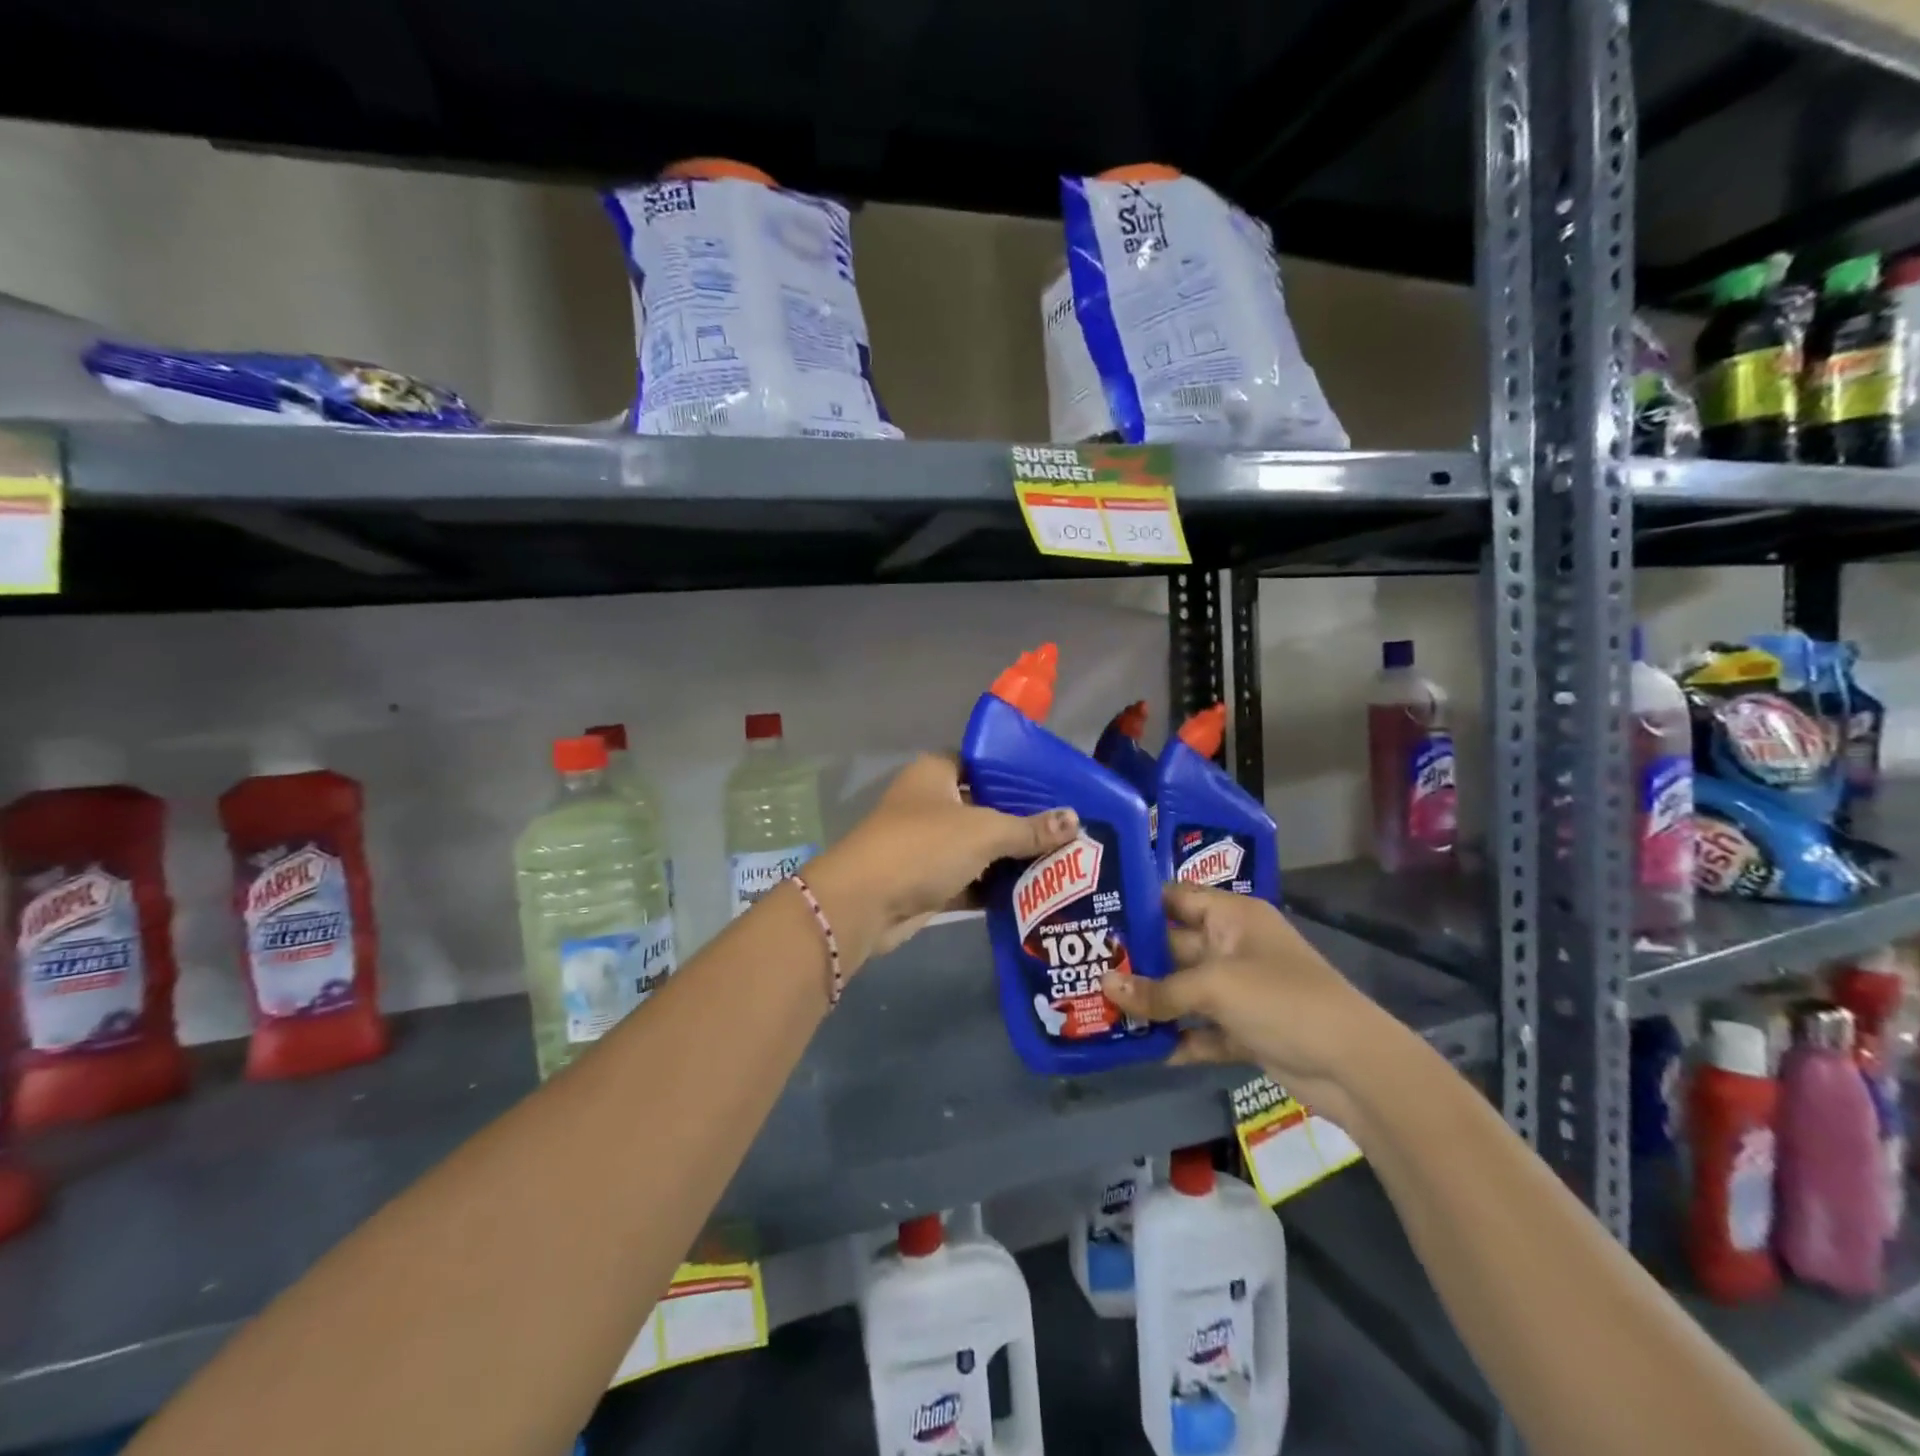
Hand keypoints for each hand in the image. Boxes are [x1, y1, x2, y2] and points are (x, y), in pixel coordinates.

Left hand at [803, 754, 1078, 966]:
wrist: (864, 904)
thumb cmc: (923, 847)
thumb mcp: (983, 831)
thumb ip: (1029, 828)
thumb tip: (1074, 821)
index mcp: (936, 773)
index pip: (983, 762)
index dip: (1017, 772)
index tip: (1056, 786)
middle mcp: (931, 803)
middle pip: (986, 807)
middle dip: (1023, 820)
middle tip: (1070, 828)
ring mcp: (928, 844)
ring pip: (979, 846)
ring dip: (1012, 857)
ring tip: (1064, 860)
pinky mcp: (928, 881)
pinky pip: (971, 879)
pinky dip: (995, 886)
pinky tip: (1036, 892)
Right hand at [1099, 884, 1393, 1122]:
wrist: (1354, 1067)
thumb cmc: (1282, 999)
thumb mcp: (1215, 987)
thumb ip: (1158, 990)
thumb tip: (1103, 986)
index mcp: (1232, 916)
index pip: (1176, 897)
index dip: (1138, 903)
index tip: (1093, 913)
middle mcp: (1233, 945)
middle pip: (1174, 946)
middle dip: (1135, 958)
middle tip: (1084, 966)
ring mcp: (1241, 989)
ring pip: (1184, 990)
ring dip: (1152, 1001)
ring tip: (1101, 1008)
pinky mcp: (1246, 1028)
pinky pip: (1201, 1028)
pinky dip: (1179, 1038)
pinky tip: (1144, 1049)